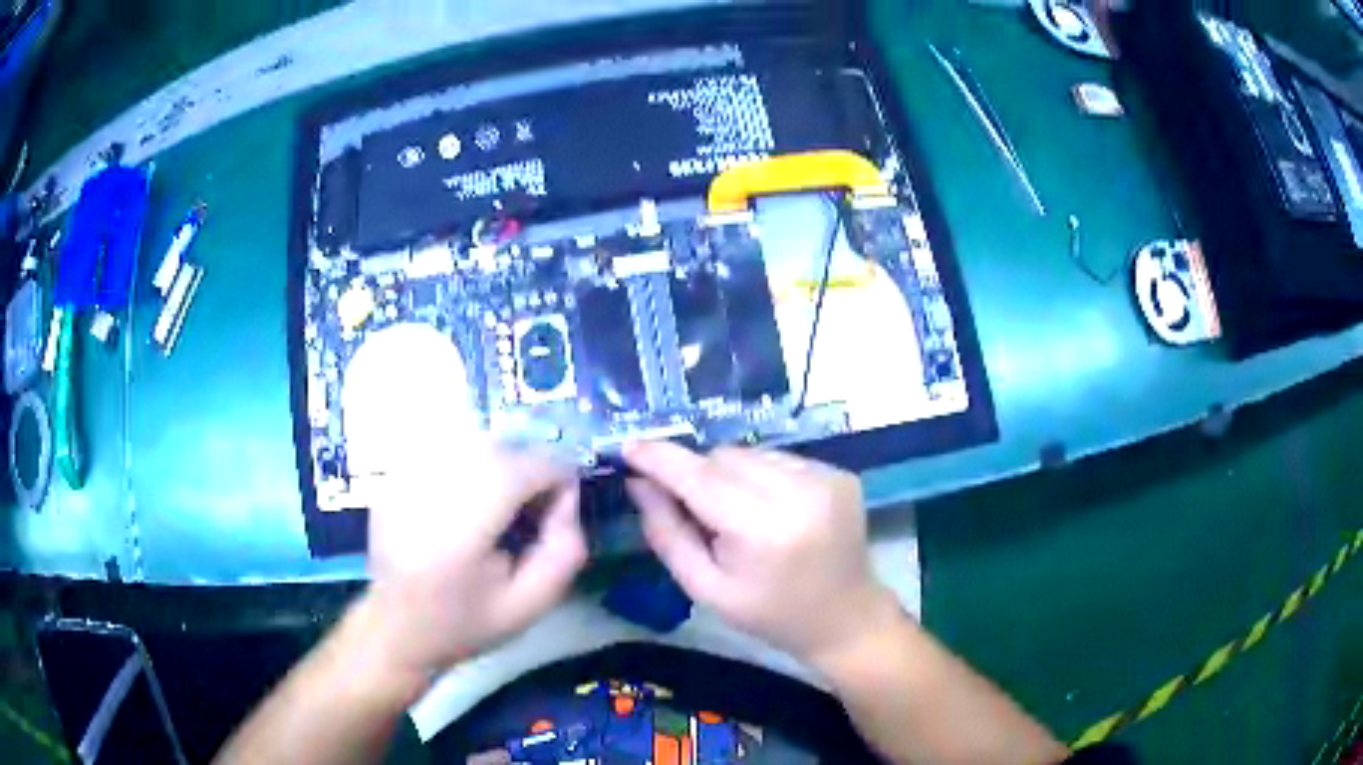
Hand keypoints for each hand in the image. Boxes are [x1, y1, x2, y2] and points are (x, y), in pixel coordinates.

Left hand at [363, 441, 587, 682]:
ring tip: (494, 509)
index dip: (558, 484)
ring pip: (474, 439)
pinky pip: (445, 447)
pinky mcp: (395, 472)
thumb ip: (565, 550)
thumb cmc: (465, 621)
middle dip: (527, 472)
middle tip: (525, 517)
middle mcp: (434, 482)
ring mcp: (407, 471)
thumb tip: (566, 498)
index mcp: (467, 520)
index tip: (554, 520)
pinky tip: (461, 505)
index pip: (533, 464)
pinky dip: (467, 465)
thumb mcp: (531, 603)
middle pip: (503, 445)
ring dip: (498, 465)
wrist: (396, 627)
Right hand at [625, 442, 901, 666]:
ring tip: (739, 515)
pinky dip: (762, 476)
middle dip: (698, 476)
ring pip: (751, 453)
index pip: (700, 478)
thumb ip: (667, 534)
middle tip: (697, 512)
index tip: (627, 448)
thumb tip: (638, 483)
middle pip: (724, 458)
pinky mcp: (840, 473)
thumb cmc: (770, 614)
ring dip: (731, 475)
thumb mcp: (706, 589)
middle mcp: (800, 492)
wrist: (846, 618)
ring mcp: (826, 477)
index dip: (660, 459)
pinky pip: (780, 458)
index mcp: (763, 530)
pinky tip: (771, 511)